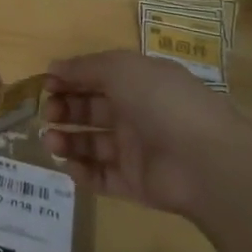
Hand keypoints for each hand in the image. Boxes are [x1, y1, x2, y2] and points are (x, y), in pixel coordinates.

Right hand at [41, 51, 251, 215]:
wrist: (205, 161)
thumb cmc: (161, 102)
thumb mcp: (121, 68)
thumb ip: (84, 67)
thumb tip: (53, 68)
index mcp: (138, 83)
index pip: (97, 78)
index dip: (70, 80)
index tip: (46, 84)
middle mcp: (136, 114)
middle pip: (90, 111)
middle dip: (64, 110)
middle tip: (48, 114)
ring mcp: (136, 151)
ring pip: (92, 144)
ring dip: (67, 140)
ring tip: (51, 141)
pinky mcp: (135, 184)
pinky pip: (102, 177)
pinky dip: (82, 172)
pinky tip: (69, 165)